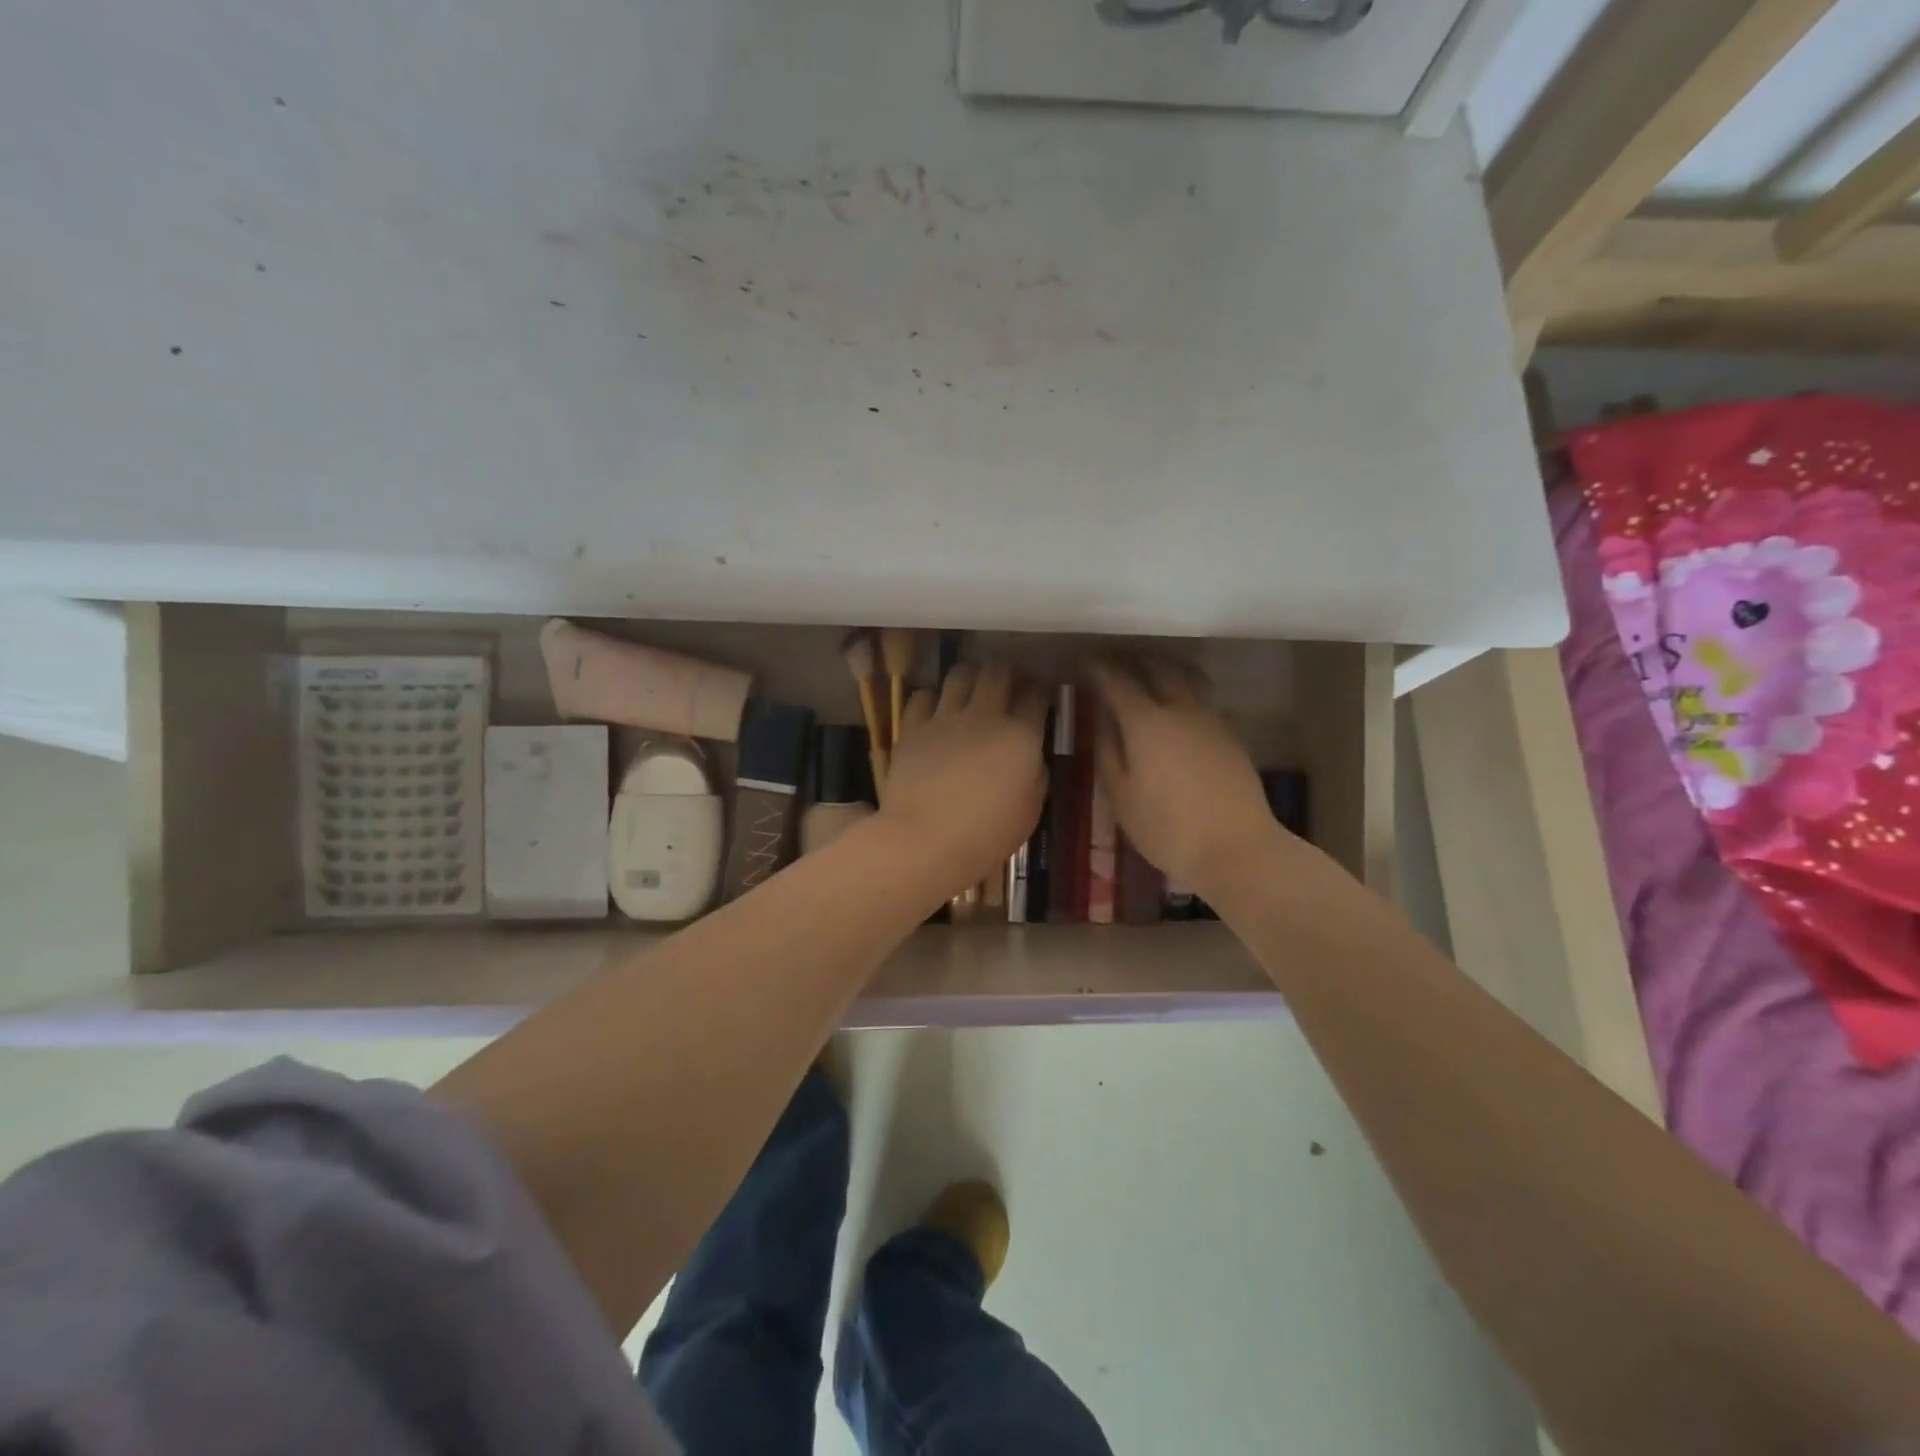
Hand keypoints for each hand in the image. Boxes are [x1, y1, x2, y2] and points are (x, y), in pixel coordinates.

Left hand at [880, 662, 1049, 891]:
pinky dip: (930, 698)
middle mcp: (985, 716)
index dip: (1039, 689)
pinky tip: (933, 710)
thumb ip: (1034, 773)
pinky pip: (921, 696)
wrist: (926, 839)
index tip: (1038, 694)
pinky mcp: (913, 728)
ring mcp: (945, 718)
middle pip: (997, 672)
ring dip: (968, 676)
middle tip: (1006, 682)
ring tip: (969, 687)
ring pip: (959, 675)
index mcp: (1021, 736)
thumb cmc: (987, 834)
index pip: (1036, 695)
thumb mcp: (1030, 809)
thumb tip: (1030, 755)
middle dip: (1005, 671)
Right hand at [1085, 656, 1290, 900]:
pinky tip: (1181, 703)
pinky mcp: (1232, 733)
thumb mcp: (1121, 796)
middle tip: (1113, 662)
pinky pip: (1206, 695)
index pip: (1116, 680)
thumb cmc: (1167, 829)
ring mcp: (1211, 718)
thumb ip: (1107, 752)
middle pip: (1156, 667)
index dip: (1096, 667)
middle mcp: (1180, 708)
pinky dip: (1187, 687)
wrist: (1237, 848)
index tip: (1081, 660)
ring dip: (1164, 666)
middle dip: (1131, 659)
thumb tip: (1101, 721)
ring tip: (1148, 672)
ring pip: (1188, 674)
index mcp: (1146, 722)